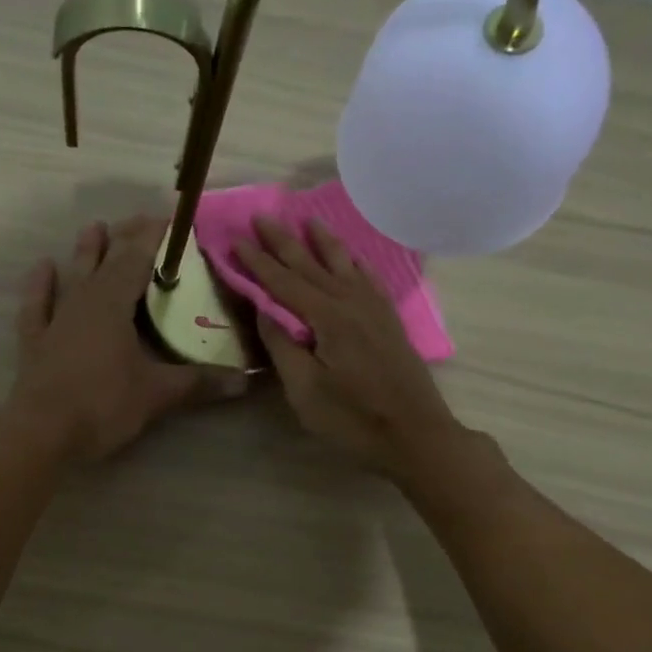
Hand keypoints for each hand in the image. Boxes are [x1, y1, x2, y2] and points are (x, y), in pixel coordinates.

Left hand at [9, 216, 247, 461]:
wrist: (42, 434)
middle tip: (141, 220)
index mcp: (113, 304)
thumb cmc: (103, 405)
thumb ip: (199, 382)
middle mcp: (84, 302)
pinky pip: (37, 305)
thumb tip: (244, 381)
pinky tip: (43, 267)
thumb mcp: (158, 394)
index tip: (171, 220)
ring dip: (85, 252)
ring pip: (73, 276)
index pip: (138, 259)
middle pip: (107, 261)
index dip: (154, 238)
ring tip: (94, 226)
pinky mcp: (36, 342)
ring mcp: (56, 320)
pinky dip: (40, 286)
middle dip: (125, 239)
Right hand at [235, 217, 464, 478]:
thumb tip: (264, 309)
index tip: (235, 239)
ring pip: (344, 264)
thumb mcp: (305, 390)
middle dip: (284, 240)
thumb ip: (282, 345)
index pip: (283, 282)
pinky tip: (352, 256)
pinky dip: (355, 261)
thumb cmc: (353, 419)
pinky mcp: (389, 320)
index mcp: (327, 317)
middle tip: (262, 216)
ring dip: (323, 241)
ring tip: (308, 219)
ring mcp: (374, 309)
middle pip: (311, 264)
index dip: (258, 261)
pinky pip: (369, 278)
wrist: (416, 435)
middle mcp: (351, 302)